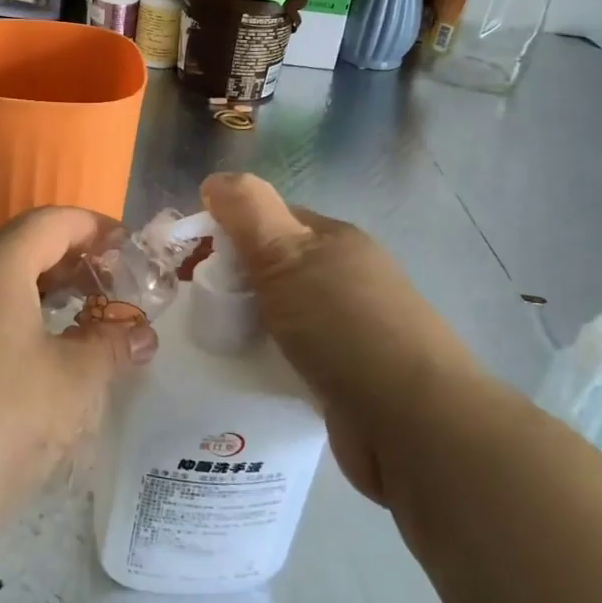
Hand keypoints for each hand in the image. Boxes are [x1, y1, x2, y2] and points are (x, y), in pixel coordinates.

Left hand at [0, 208, 155, 577]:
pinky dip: (0, 317)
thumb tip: (140, 333)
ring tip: (71, 329)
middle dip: (69, 263)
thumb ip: (110, 348)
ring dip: (34, 292)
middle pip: (19, 245)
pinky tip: (17, 364)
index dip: (98, 230)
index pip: (54, 221)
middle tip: (108, 296)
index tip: (130, 254)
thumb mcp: (68, 389)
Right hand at [201, 173, 472, 502]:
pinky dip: (269, 359)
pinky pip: (295, 356)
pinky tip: (246, 374)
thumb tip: (216, 179)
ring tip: (213, 342)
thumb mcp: (287, 255)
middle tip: (195, 306)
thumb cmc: (343, 326)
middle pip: (274, 267)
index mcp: (335, 241)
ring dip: (249, 324)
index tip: (189, 259)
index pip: (270, 219)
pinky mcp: (349, 376)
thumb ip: (248, 212)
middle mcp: (346, 278)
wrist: (412, 423)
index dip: (227, 230)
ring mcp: (352, 329)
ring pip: (283, 314)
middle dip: (234, 281)